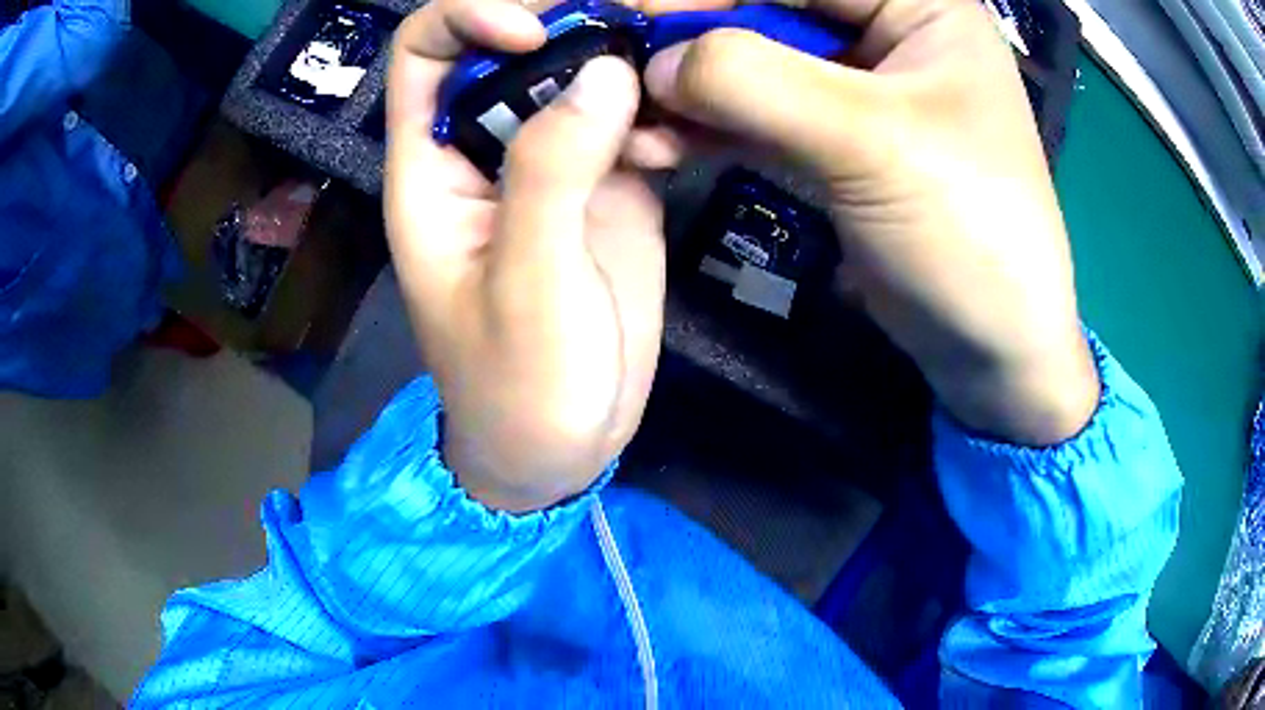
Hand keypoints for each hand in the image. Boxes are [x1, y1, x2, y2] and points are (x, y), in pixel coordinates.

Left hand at [385, 0, 664, 511]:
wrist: (563, 445)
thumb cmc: (518, 387)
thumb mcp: (526, 286)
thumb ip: (551, 172)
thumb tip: (604, 72)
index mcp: (434, 167)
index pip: (427, 52)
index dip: (473, 19)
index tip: (536, 37)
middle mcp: (487, 147)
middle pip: (514, 44)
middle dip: (570, 27)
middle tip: (639, 42)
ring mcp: (551, 162)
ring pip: (579, 72)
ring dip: (624, 67)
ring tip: (665, 113)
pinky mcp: (606, 186)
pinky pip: (629, 120)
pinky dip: (656, 115)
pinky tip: (676, 150)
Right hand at [636, 0, 1098, 444]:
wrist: (991, 347)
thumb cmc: (970, 233)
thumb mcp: (874, 143)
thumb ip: (758, 84)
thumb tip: (655, 62)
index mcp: (918, 5)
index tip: (629, 12)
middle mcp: (885, 31)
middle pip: (767, 12)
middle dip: (691, 40)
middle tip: (618, 69)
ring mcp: (854, 88)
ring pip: (752, 64)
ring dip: (687, 90)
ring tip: (632, 123)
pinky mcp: (831, 141)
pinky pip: (755, 115)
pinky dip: (705, 128)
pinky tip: (659, 146)